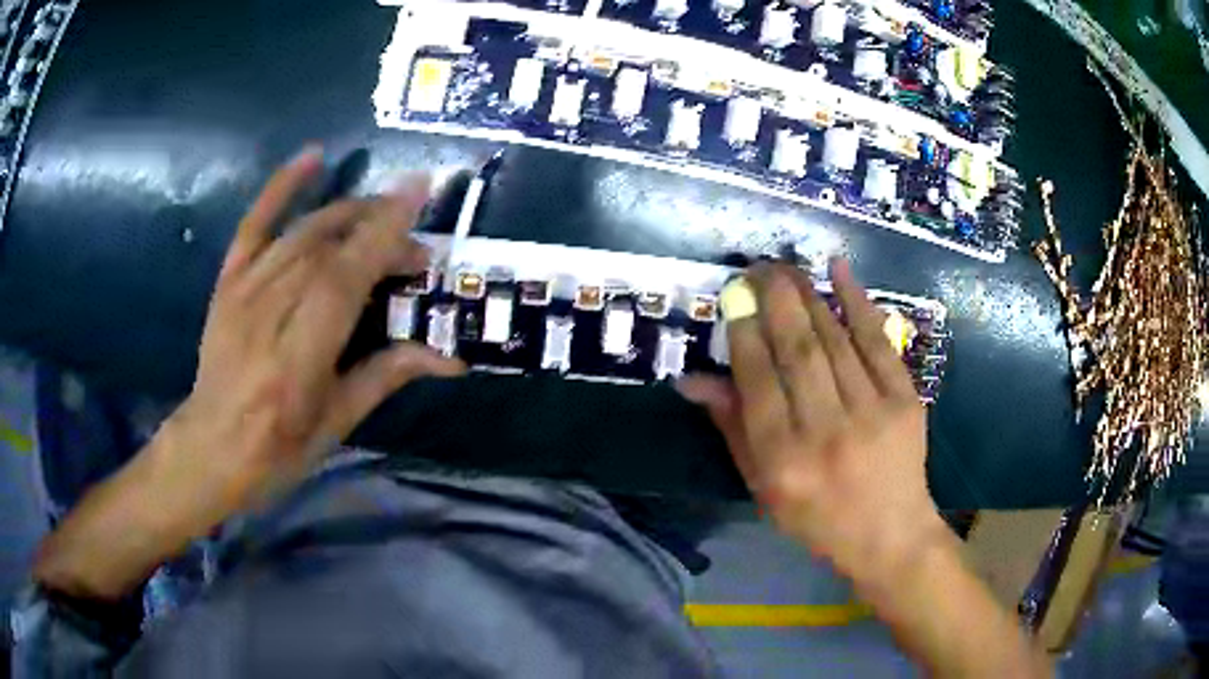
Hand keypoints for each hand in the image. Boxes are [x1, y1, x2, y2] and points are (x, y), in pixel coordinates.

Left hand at [34, 147, 465, 600]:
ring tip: (385, 216)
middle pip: (330, 248)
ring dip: (351, 214)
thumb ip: (387, 375)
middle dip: (381, 232)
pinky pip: (255, 223)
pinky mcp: (229, 281)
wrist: (210, 447)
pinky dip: (282, 187)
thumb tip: (451, 359)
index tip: (420, 191)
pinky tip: (313, 157)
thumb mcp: (337, 422)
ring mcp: (245, 289)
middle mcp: (270, 311)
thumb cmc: (278, 450)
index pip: (345, 278)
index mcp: (299, 356)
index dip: (383, 232)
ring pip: (304, 232)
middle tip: (415, 248)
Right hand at [679, 260, 949, 585]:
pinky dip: (858, 302)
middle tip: (758, 266)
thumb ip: (732, 428)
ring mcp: (871, 412)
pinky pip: (878, 342)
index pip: (757, 381)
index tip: (734, 297)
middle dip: (774, 299)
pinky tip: (838, 270)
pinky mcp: (904, 400)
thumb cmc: (817, 518)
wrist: (889, 534)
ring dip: (808, 296)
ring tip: (787, 268)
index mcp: (783, 459)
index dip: (743, 332)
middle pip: (797, 351)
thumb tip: (692, 379)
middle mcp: (826, 431)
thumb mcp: (763, 487)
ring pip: (834, 340)